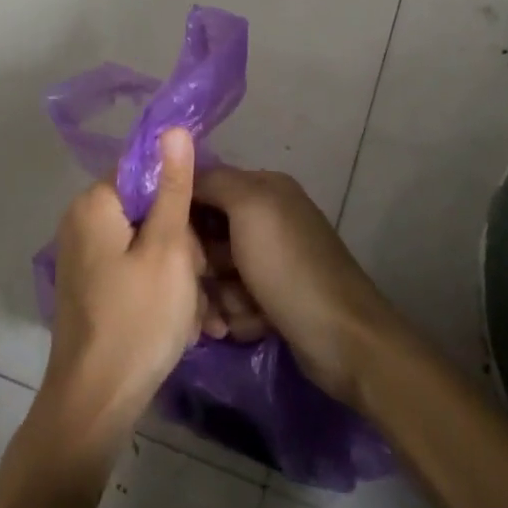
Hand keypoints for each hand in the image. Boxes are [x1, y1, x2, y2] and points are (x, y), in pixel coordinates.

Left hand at [37, 130, 205, 451]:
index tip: (203, 230)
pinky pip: (133, 267)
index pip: (146, 170)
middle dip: (181, 239)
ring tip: (191, 306)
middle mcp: (81, 221)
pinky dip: (158, 286)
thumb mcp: (169, 248)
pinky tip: (176, 318)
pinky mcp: (90, 284)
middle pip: (146, 206)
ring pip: (146, 241)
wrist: (96, 400)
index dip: (181, 194)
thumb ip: (173, 186)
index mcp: (94, 203)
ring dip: (176, 268)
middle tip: (197, 277)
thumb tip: (172, 128)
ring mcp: (83, 255)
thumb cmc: (139, 319)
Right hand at [192, 168, 402, 409]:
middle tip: (200, 284)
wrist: (343, 339)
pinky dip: (238, 315)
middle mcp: (269, 219)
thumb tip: (181, 168)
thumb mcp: (249, 208)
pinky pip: (236, 301)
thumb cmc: (289, 267)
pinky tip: (252, 325)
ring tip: (232, 313)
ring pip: (219, 273)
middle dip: (201, 263)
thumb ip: (213, 181)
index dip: (182, 210)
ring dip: (218, 296)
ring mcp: (272, 261)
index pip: (205, 186)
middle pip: (209, 233)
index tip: (164, 239)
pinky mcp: (274, 298)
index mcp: (265, 189)